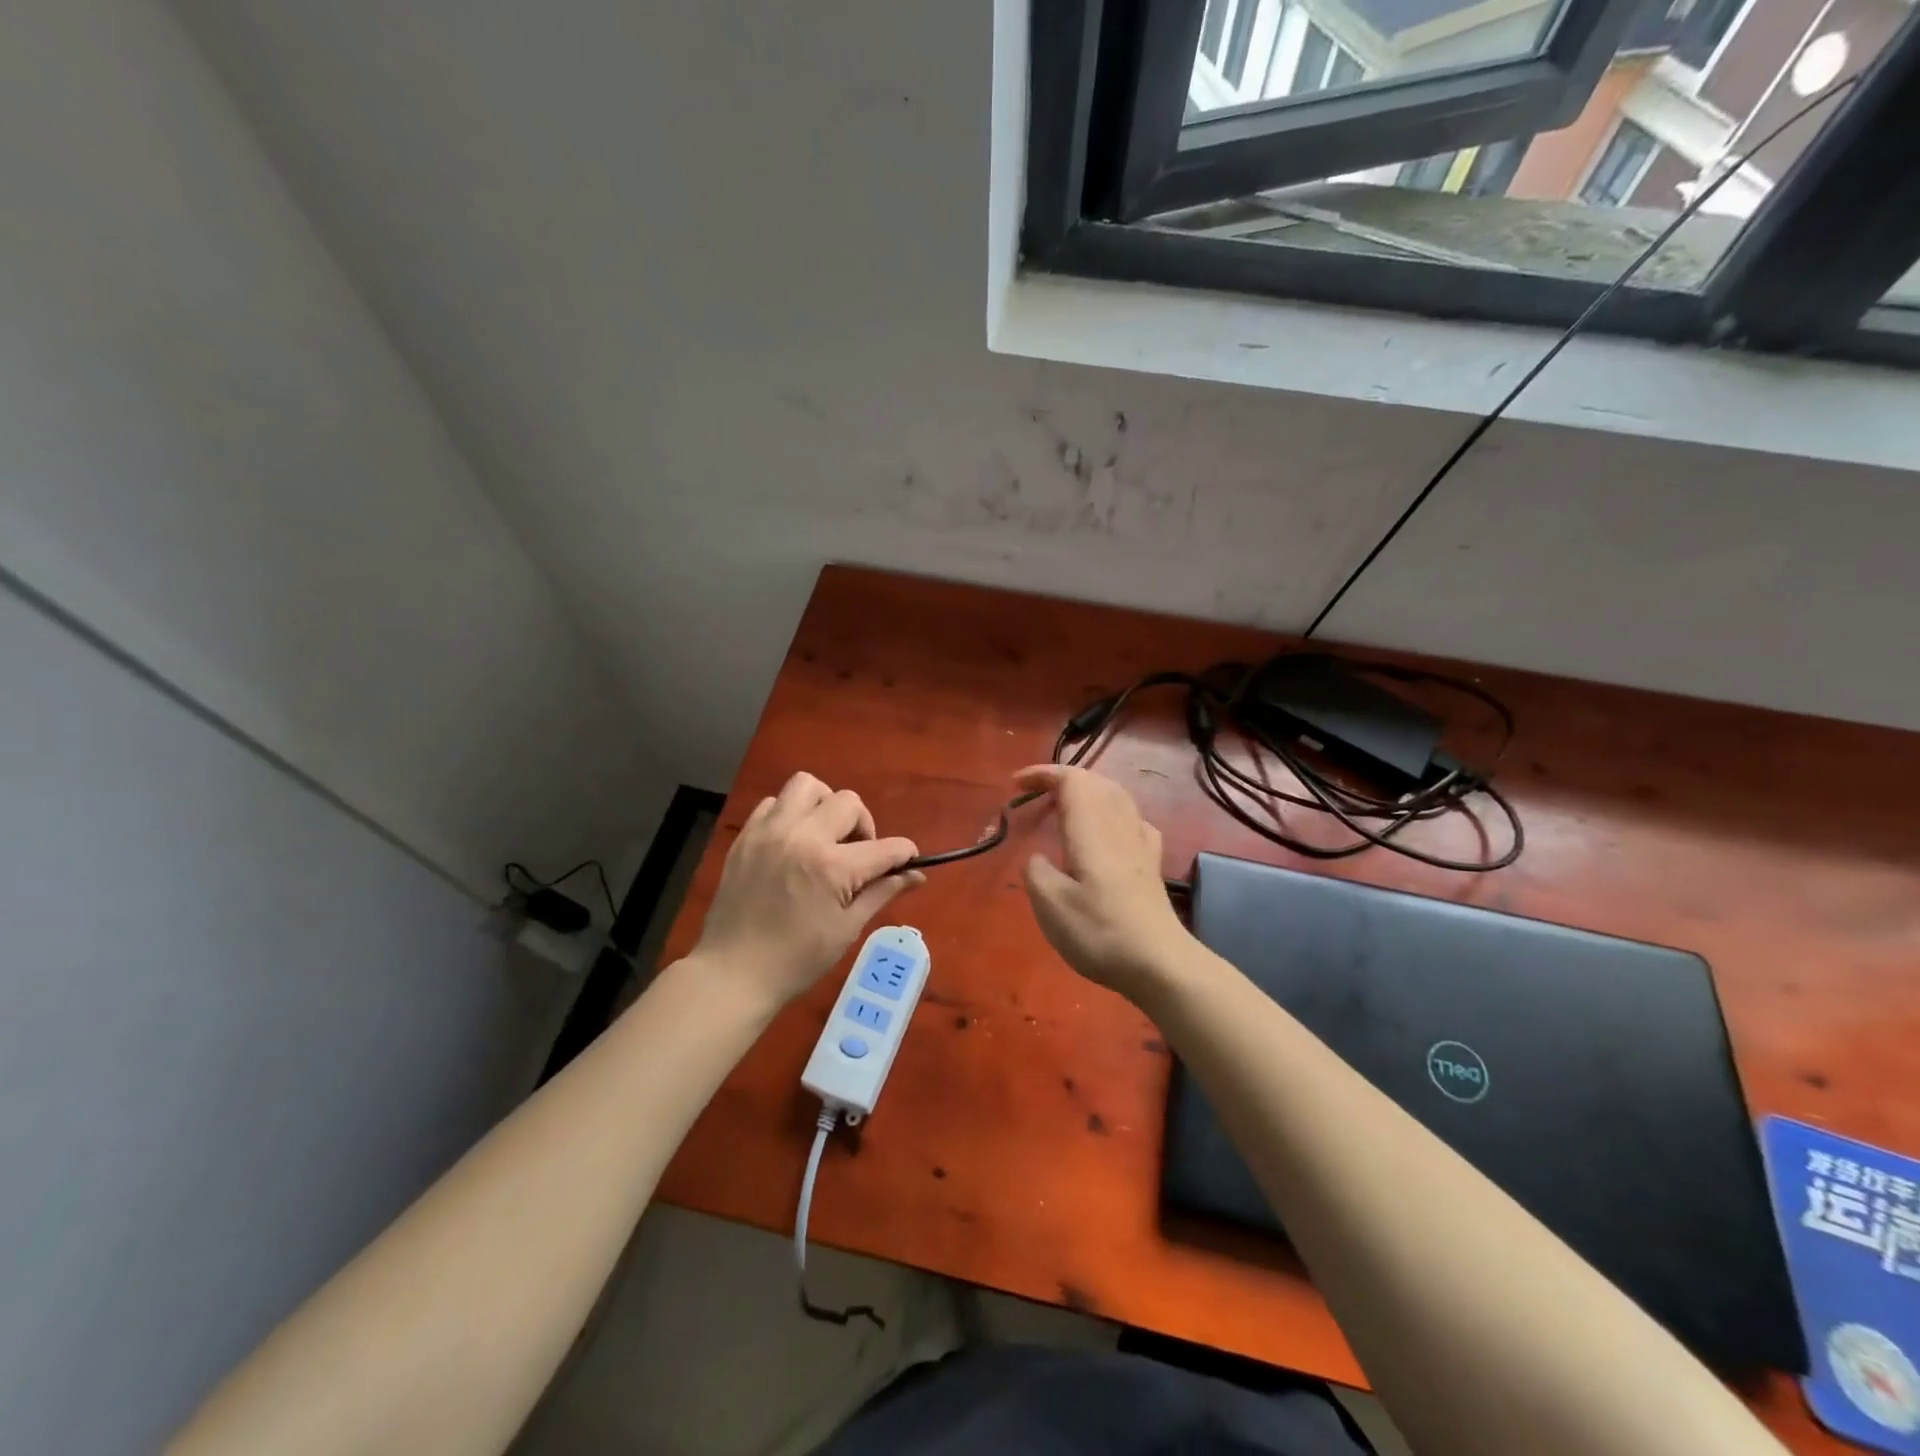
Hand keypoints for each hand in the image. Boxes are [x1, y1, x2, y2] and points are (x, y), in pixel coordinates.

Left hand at [692, 772, 923, 1008]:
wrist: (732, 973)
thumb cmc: (796, 959)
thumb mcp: (846, 929)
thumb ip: (881, 892)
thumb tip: (916, 876)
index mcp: (831, 866)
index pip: (884, 847)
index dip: (904, 853)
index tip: (907, 860)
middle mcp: (801, 837)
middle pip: (848, 801)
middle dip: (863, 824)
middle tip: (857, 853)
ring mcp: (769, 832)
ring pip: (806, 786)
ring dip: (825, 805)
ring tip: (824, 835)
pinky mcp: (746, 836)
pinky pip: (772, 803)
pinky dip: (789, 814)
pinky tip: (792, 842)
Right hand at [1016, 764, 1193, 1003]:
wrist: (1159, 963)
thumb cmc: (1099, 931)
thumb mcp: (1050, 904)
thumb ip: (1037, 871)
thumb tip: (1038, 858)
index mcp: (1091, 828)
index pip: (1071, 780)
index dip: (1042, 773)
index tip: (1016, 785)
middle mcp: (1118, 825)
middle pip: (1095, 781)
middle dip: (1063, 779)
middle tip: (1034, 795)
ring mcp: (1140, 843)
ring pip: (1115, 796)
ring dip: (1086, 792)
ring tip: (1063, 808)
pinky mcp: (1151, 863)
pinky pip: (1131, 819)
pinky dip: (1111, 812)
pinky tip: (1106, 832)